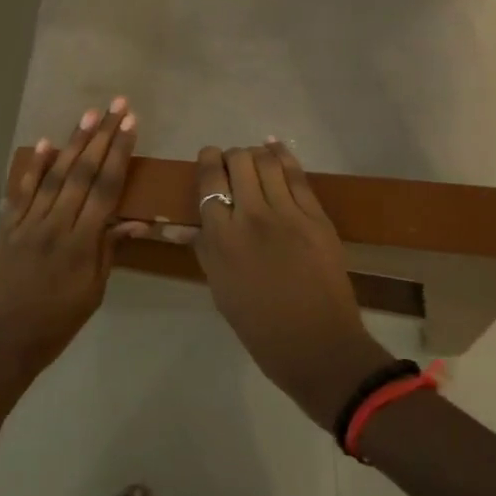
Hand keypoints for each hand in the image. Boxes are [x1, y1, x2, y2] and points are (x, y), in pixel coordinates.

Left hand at [0, 100, 137, 429]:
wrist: (0, 345)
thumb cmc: (54, 325)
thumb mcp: (92, 294)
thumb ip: (109, 251)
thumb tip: (136, 221)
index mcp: (81, 243)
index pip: (105, 189)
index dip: (119, 154)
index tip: (131, 124)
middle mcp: (55, 225)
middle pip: (82, 173)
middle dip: (102, 136)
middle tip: (117, 105)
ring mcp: (27, 223)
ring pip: (54, 175)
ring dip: (73, 142)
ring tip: (89, 114)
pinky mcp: (5, 227)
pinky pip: (22, 191)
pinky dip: (33, 167)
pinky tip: (45, 142)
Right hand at [193, 140, 394, 427]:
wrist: (317, 346)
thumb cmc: (259, 325)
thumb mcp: (220, 287)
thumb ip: (203, 247)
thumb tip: (178, 225)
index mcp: (221, 238)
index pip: (209, 180)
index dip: (208, 161)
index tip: (210, 160)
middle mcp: (251, 217)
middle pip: (238, 161)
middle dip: (231, 157)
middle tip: (232, 167)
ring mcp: (288, 214)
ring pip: (267, 162)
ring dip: (256, 155)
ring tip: (254, 161)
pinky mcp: (316, 217)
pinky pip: (297, 175)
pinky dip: (283, 156)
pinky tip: (275, 149)